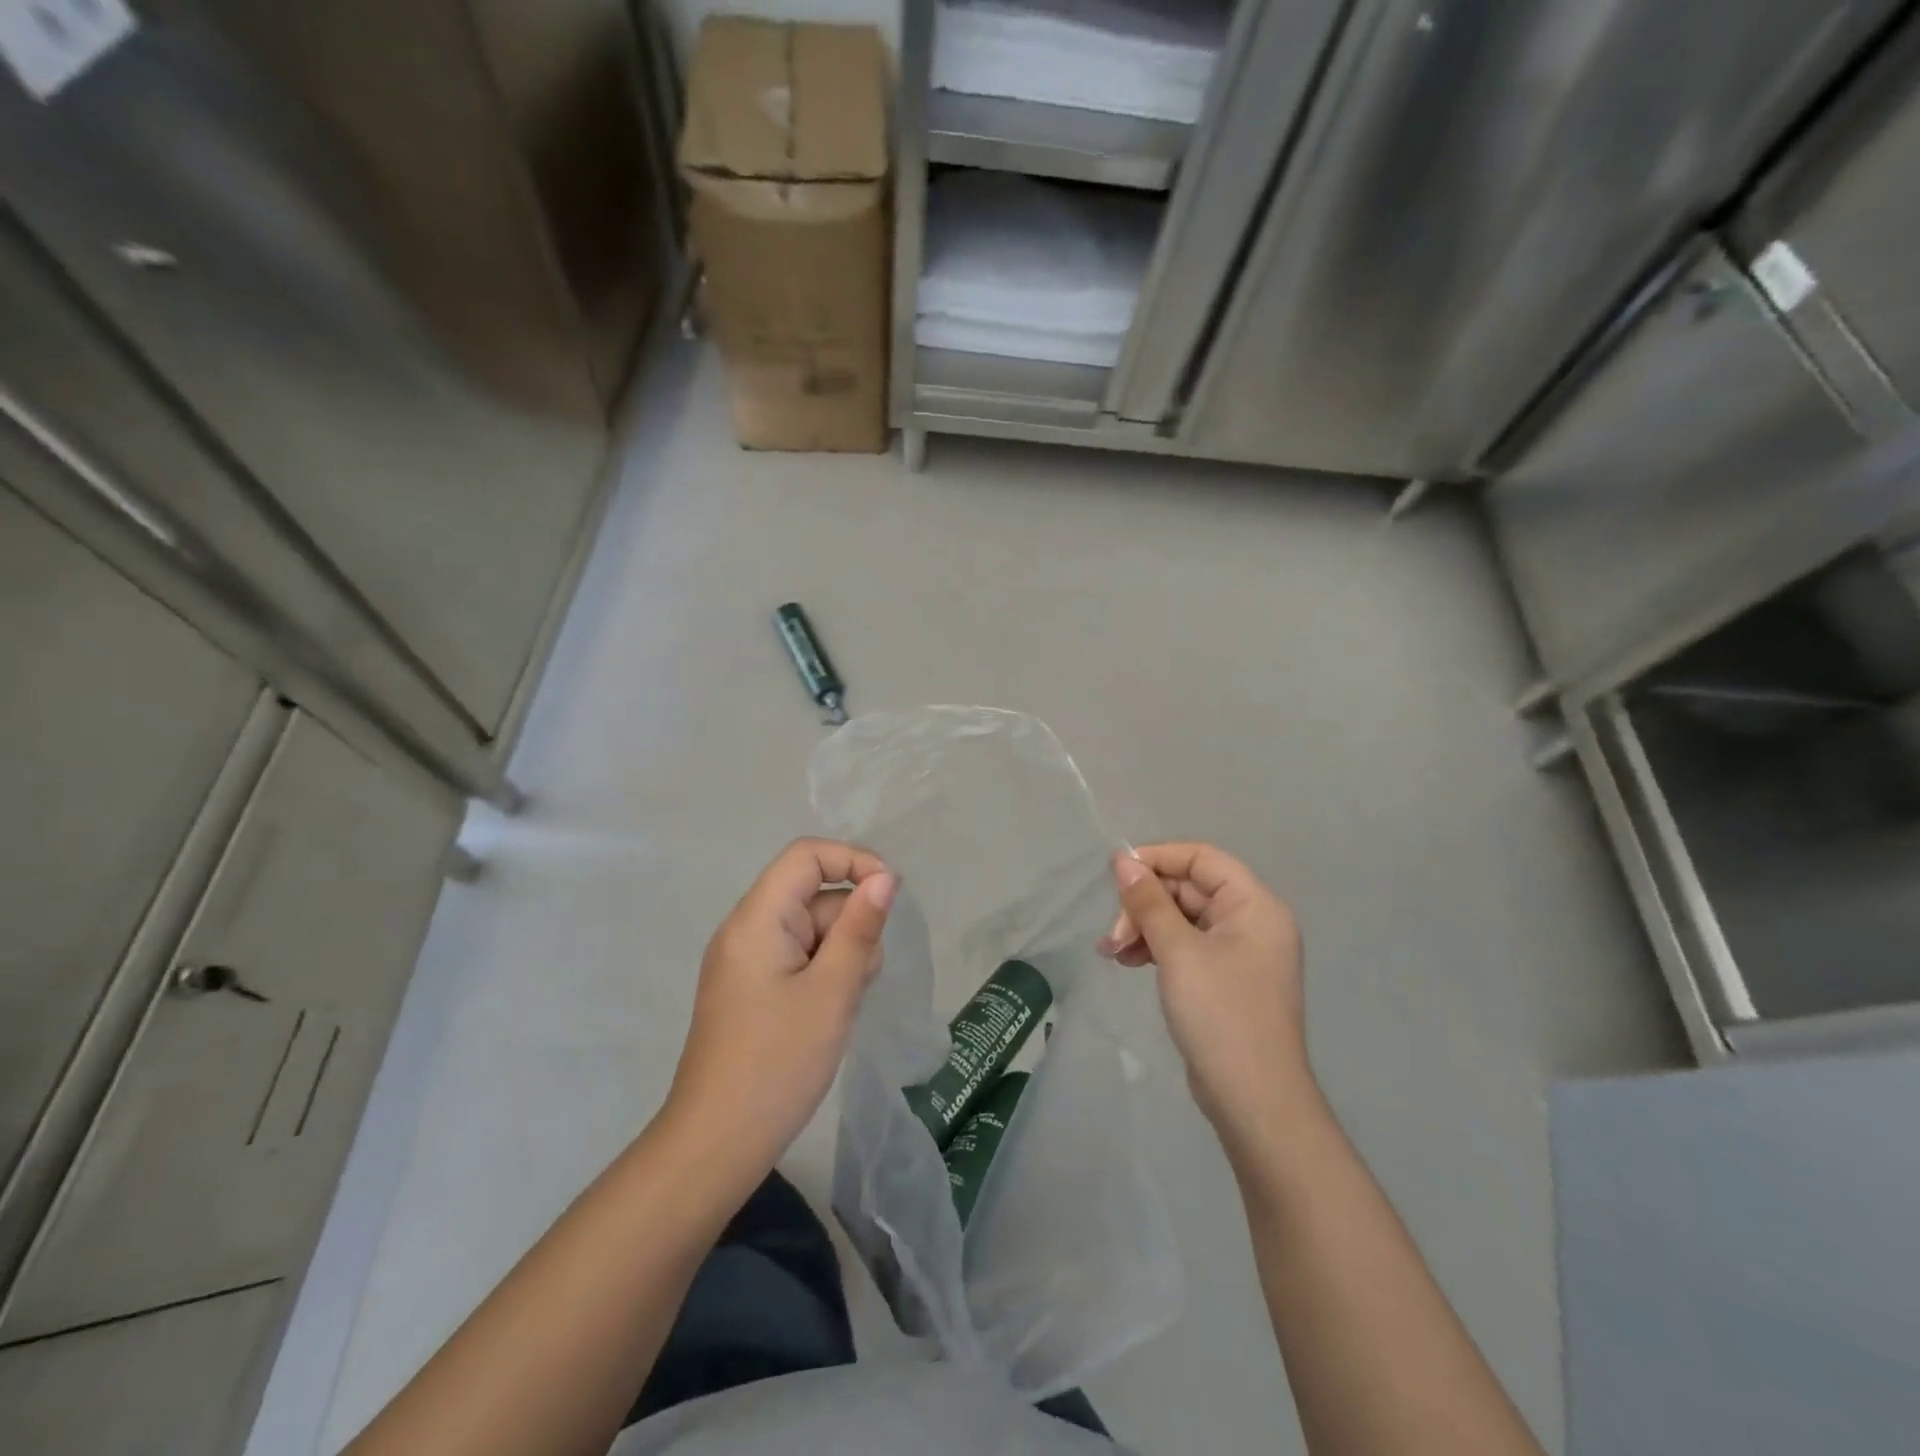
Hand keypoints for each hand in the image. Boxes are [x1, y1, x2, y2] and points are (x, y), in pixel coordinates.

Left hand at [666, 839, 895, 1177]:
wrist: (716, 1145)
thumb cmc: (778, 1064)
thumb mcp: (833, 992)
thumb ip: (860, 928)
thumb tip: (885, 877)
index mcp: (757, 919)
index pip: (807, 855)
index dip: (853, 861)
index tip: (889, 897)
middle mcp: (745, 929)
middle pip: (812, 895)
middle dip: (849, 925)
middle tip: (859, 980)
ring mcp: (745, 960)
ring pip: (810, 929)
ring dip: (839, 955)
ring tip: (840, 1006)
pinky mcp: (750, 988)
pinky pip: (797, 958)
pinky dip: (822, 975)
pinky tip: (827, 1015)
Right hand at [1098, 843, 1310, 1158]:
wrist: (1254, 1100)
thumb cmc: (1220, 1014)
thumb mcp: (1178, 951)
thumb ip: (1149, 902)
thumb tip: (1124, 861)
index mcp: (1255, 905)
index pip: (1202, 858)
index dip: (1157, 859)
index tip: (1116, 874)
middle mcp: (1252, 921)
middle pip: (1189, 890)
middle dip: (1145, 905)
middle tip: (1112, 936)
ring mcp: (1240, 952)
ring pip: (1182, 919)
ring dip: (1144, 928)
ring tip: (1111, 953)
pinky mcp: (1225, 979)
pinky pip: (1186, 946)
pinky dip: (1156, 948)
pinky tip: (1129, 963)